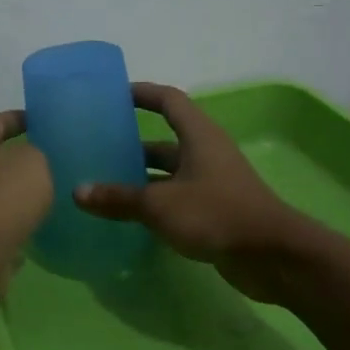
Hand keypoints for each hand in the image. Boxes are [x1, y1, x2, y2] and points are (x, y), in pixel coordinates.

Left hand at [0, 111, 53, 300]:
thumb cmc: (2, 193)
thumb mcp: (33, 161)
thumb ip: (34, 154)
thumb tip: (25, 163)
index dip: (20, 119)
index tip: (41, 122)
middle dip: (10, 159)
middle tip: (42, 162)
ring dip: (7, 194)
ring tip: (38, 196)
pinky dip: (5, 222)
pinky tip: (27, 226)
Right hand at [74, 83, 306, 302]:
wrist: (272, 256)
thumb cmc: (216, 214)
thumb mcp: (160, 204)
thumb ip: (118, 198)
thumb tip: (78, 192)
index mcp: (198, 136)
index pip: (169, 101)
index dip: (142, 93)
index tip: (113, 95)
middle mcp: (206, 153)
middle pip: (165, 140)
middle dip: (132, 142)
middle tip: (97, 147)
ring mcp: (212, 183)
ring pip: (169, 173)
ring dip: (141, 177)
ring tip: (103, 183)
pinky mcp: (214, 210)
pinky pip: (176, 198)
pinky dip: (154, 202)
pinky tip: (128, 215)